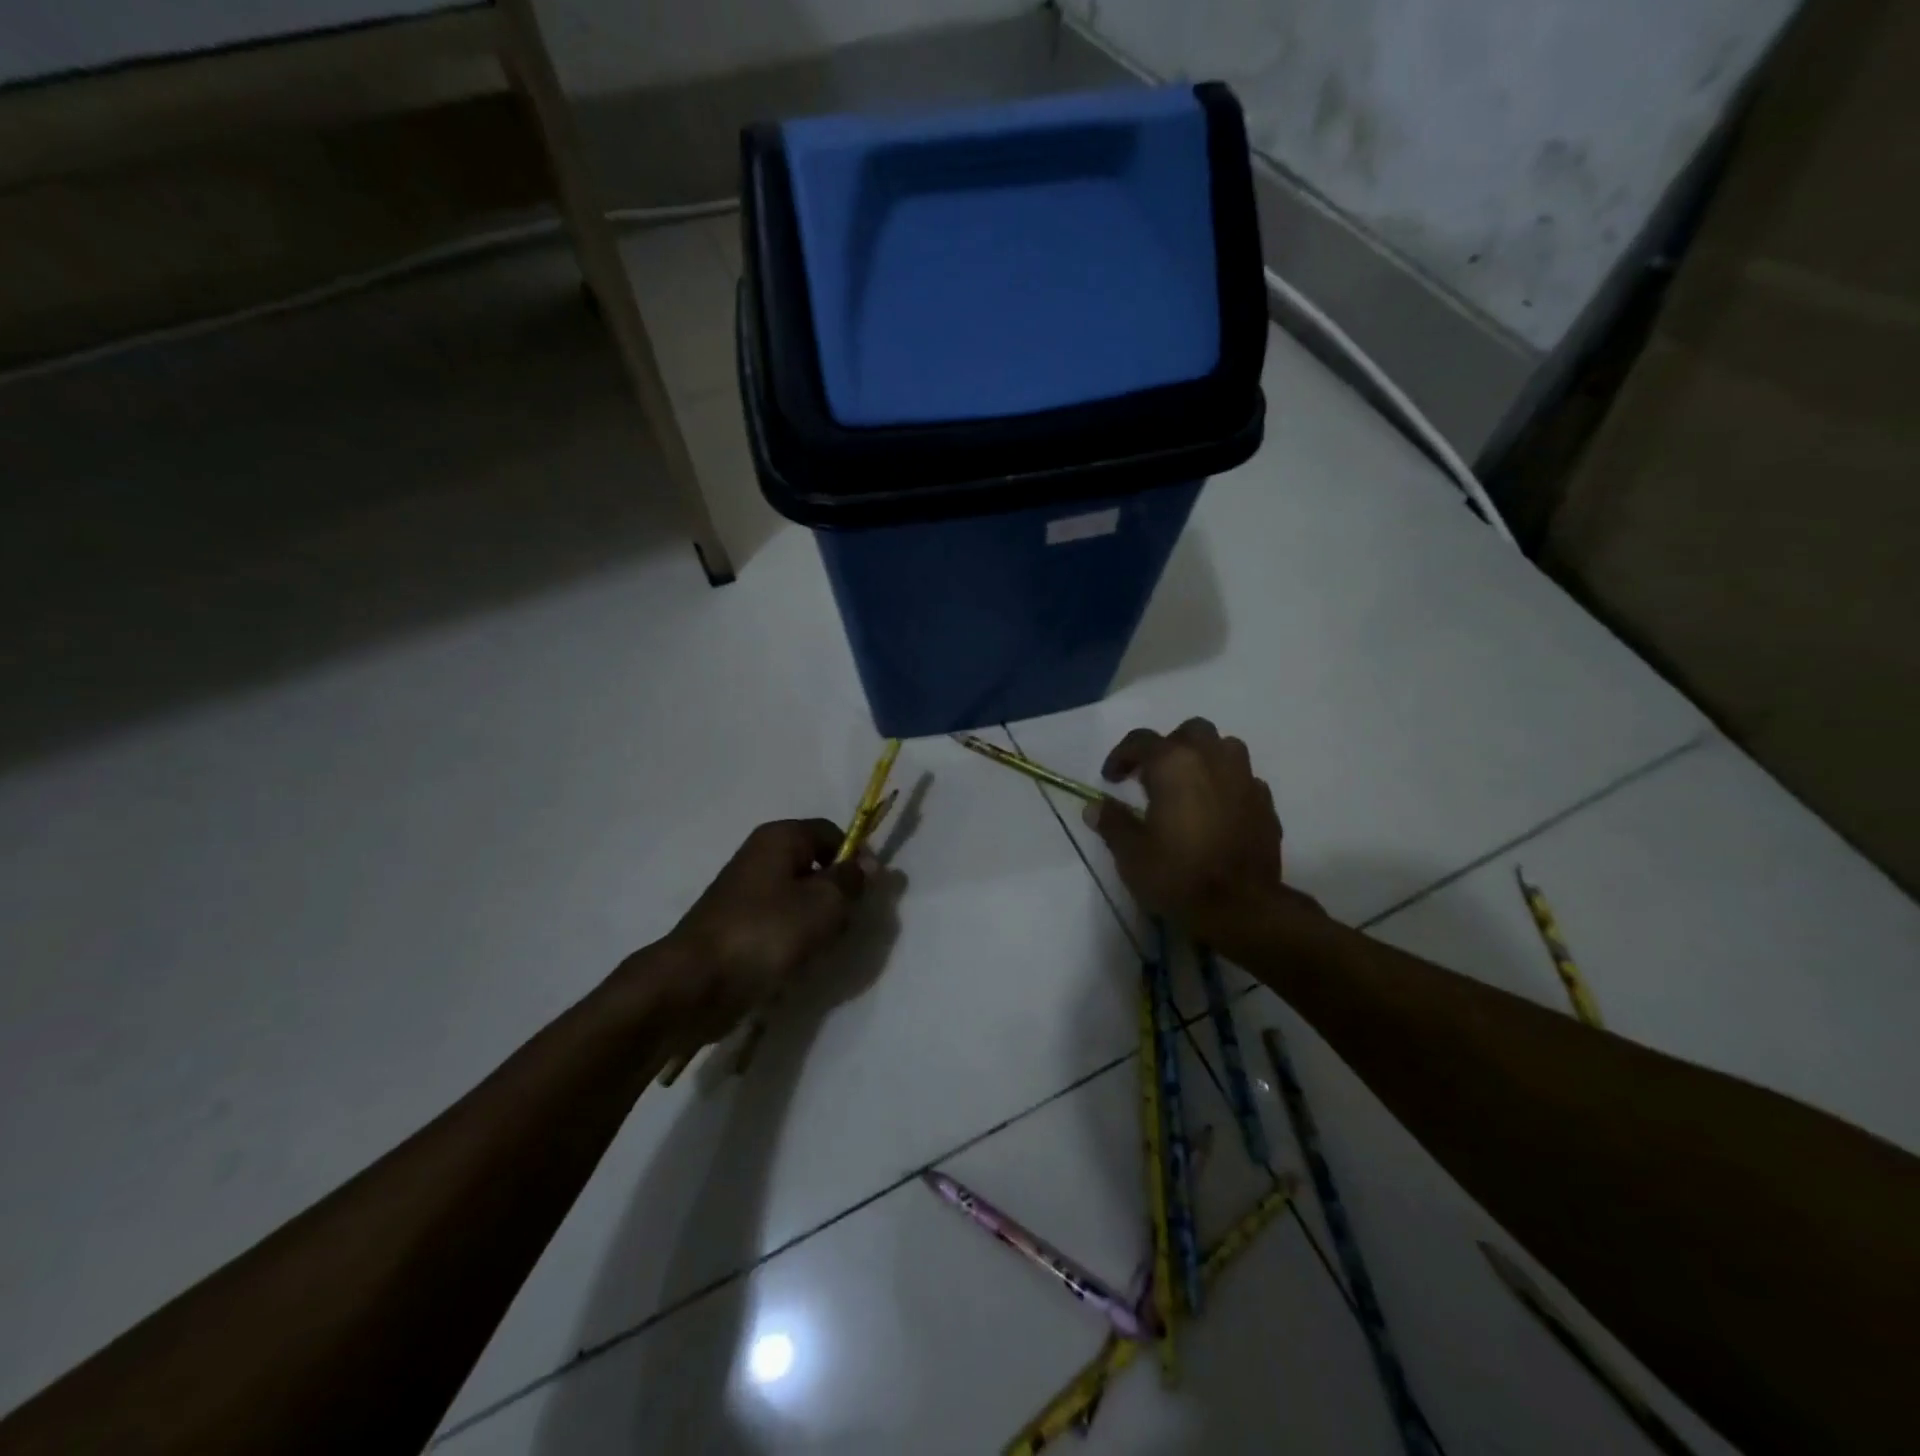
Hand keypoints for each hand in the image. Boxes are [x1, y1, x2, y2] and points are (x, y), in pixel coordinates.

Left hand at [647, 820, 866, 1046]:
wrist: (696, 983)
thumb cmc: (767, 932)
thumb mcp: (824, 904)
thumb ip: (852, 881)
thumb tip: (869, 864)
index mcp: (780, 838)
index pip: (832, 833)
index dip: (857, 857)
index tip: (869, 891)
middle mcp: (760, 856)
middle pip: (816, 866)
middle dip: (836, 895)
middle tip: (843, 924)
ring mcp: (745, 893)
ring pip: (799, 899)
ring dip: (816, 922)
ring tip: (819, 948)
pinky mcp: (737, 926)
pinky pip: (779, 924)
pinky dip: (792, 941)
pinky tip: (795, 964)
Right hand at [1084, 718, 1312, 944]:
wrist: (1242, 908)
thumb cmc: (1178, 875)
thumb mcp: (1131, 853)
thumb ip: (1112, 822)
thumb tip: (1095, 807)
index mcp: (1174, 764)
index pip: (1141, 741)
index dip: (1121, 756)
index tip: (1111, 779)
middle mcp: (1213, 760)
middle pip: (1191, 732)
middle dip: (1169, 746)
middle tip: (1153, 776)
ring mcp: (1245, 780)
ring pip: (1225, 748)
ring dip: (1204, 759)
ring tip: (1189, 787)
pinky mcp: (1266, 804)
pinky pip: (1243, 780)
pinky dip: (1227, 786)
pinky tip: (1217, 811)